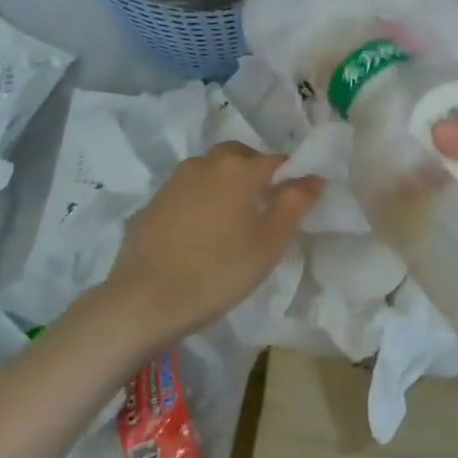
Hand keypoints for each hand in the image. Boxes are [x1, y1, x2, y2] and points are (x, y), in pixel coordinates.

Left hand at [103, 143, 321, 342]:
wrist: (143, 300)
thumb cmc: (217, 272)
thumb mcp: (268, 244)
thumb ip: (295, 204)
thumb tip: (314, 177)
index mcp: (240, 169)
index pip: (278, 161)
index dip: (292, 178)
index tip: (295, 204)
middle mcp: (208, 163)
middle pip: (241, 157)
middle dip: (257, 173)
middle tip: (263, 209)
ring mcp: (176, 179)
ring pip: (212, 169)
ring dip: (227, 184)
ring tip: (231, 221)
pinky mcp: (154, 200)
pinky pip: (189, 189)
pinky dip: (201, 199)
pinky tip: (200, 232)